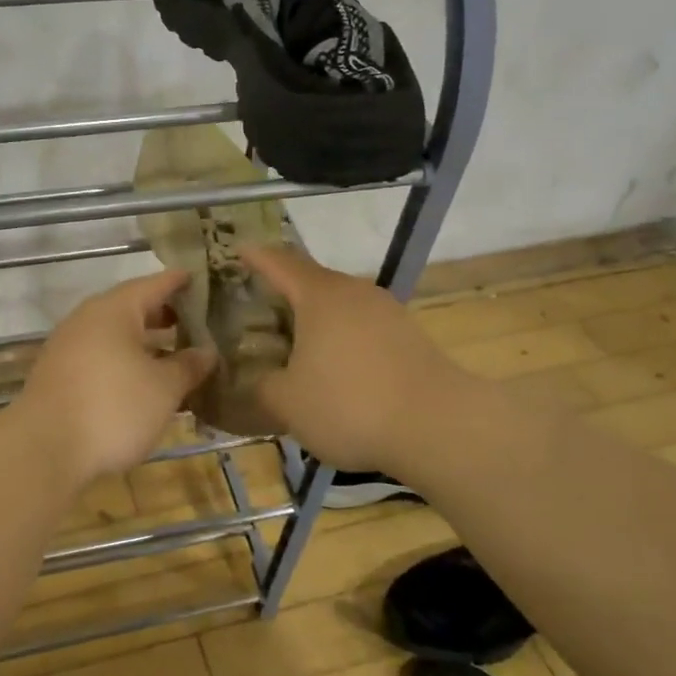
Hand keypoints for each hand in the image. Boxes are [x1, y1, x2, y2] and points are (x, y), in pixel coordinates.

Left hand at [12, 270, 216, 487]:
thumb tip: (206, 351)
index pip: (154, 284)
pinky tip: (143, 383)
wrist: (43, 450)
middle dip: (165, 315)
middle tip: (196, 321)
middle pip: (132, 308)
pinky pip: (101, 358)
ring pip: (115, 336)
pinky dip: (126, 363)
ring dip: (145, 343)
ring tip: (177, 355)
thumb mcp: (163, 389)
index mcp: (114, 310)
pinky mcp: (59, 376)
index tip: (202, 278)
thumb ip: (188, 366)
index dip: (180, 282)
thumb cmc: (113, 408)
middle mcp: (87, 320)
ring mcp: (68, 348)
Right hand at [239, 245, 451, 474]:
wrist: (437, 427)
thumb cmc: (349, 404)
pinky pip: (362, 325)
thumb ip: (262, 387)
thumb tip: (257, 380)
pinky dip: (340, 335)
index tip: (238, 248)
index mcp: (320, 296)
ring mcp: (387, 312)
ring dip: (315, 315)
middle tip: (258, 301)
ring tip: (293, 335)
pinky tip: (334, 363)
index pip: (279, 263)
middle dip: (284, 288)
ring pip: (340, 303)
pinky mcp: (408, 336)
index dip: (256, 256)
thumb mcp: (287, 403)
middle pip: (312, 280)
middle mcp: (354, 292)